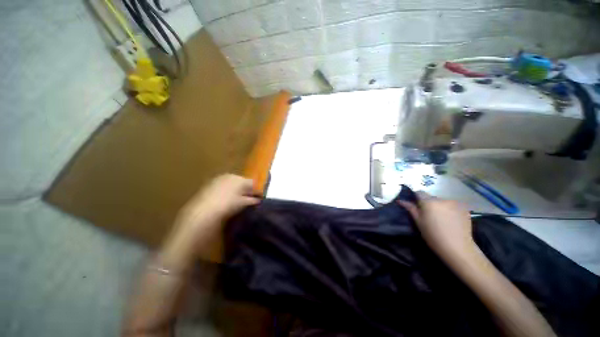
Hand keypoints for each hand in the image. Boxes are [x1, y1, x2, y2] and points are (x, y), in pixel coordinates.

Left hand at [177, 174, 259, 227]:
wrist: (204, 210)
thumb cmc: (228, 205)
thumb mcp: (244, 204)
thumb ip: (253, 200)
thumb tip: (258, 200)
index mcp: (241, 179)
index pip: (253, 183)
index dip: (256, 190)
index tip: (258, 198)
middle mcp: (231, 176)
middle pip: (242, 181)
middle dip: (245, 189)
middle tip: (247, 199)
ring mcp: (219, 178)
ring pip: (232, 183)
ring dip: (235, 190)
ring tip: (235, 200)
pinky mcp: (210, 183)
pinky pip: (223, 185)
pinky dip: (226, 191)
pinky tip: (224, 200)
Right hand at [399, 192, 474, 260]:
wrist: (458, 248)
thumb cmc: (433, 236)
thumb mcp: (418, 222)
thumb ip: (410, 209)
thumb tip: (400, 200)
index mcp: (429, 202)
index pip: (419, 192)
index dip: (416, 197)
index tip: (416, 205)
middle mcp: (442, 199)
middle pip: (431, 197)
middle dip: (429, 203)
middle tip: (429, 215)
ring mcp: (455, 203)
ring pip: (442, 202)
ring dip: (440, 207)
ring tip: (442, 219)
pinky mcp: (464, 208)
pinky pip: (453, 206)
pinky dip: (450, 210)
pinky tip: (451, 220)